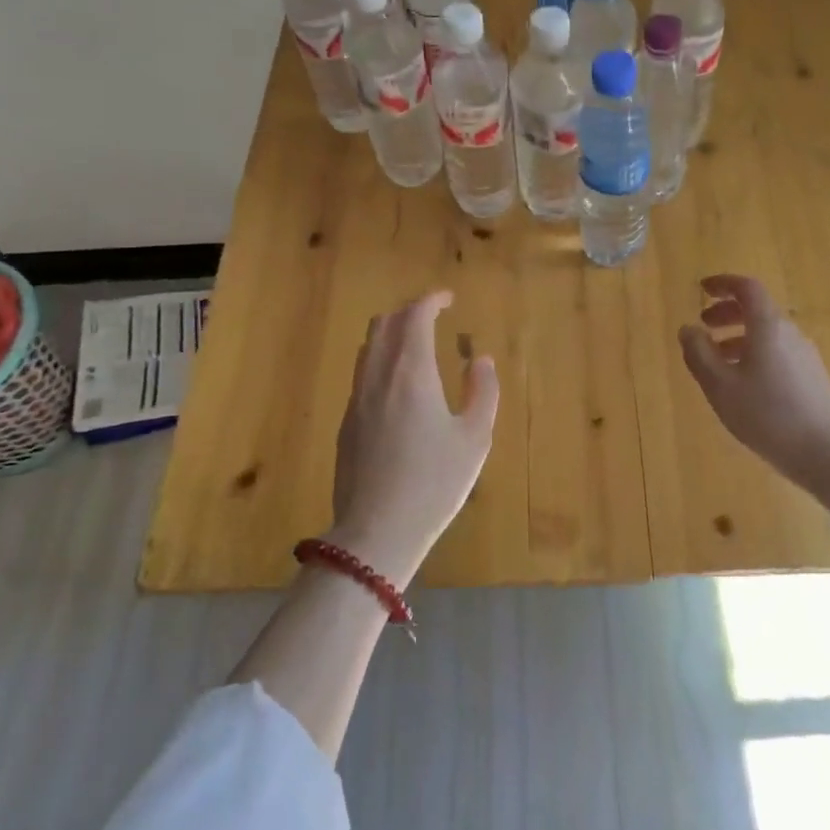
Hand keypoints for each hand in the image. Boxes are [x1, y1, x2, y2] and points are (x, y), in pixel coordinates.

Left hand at [329, 290, 498, 586]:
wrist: (376, 531)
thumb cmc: (434, 483)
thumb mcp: (474, 438)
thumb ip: (483, 391)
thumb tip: (480, 359)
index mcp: (411, 372)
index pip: (415, 316)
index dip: (431, 300)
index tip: (447, 298)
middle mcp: (378, 375)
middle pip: (384, 324)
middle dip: (408, 313)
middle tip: (432, 318)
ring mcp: (356, 398)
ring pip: (368, 347)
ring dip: (391, 335)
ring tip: (415, 347)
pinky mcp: (346, 422)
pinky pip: (362, 373)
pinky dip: (381, 361)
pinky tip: (398, 387)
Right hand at [679, 274, 829, 513]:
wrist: (827, 453)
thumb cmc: (767, 414)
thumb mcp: (720, 385)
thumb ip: (699, 353)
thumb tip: (688, 329)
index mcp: (768, 326)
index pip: (747, 288)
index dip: (723, 283)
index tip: (702, 289)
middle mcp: (789, 333)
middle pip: (757, 310)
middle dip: (727, 313)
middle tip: (704, 326)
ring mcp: (805, 355)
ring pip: (766, 334)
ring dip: (738, 337)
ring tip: (716, 360)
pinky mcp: (812, 377)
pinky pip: (777, 352)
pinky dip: (754, 354)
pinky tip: (742, 383)